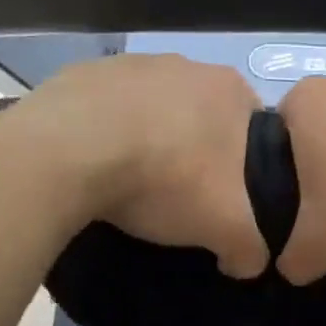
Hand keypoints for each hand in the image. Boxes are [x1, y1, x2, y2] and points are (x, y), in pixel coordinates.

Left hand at [22, 55, 268, 278]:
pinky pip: (106, 110)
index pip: (256, 129)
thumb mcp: (226, 227)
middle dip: (195, 151)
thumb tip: (248, 261)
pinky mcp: (84, 74)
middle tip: (180, 195)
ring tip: (131, 182)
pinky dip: (106, 133)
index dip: (247, 167)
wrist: (70, 151)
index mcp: (230, 89)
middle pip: (202, 117)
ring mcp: (131, 63)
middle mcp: (186, 64)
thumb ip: (251, 247)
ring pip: (153, 110)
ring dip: (149, 139)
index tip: (226, 199)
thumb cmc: (166, 178)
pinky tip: (95, 164)